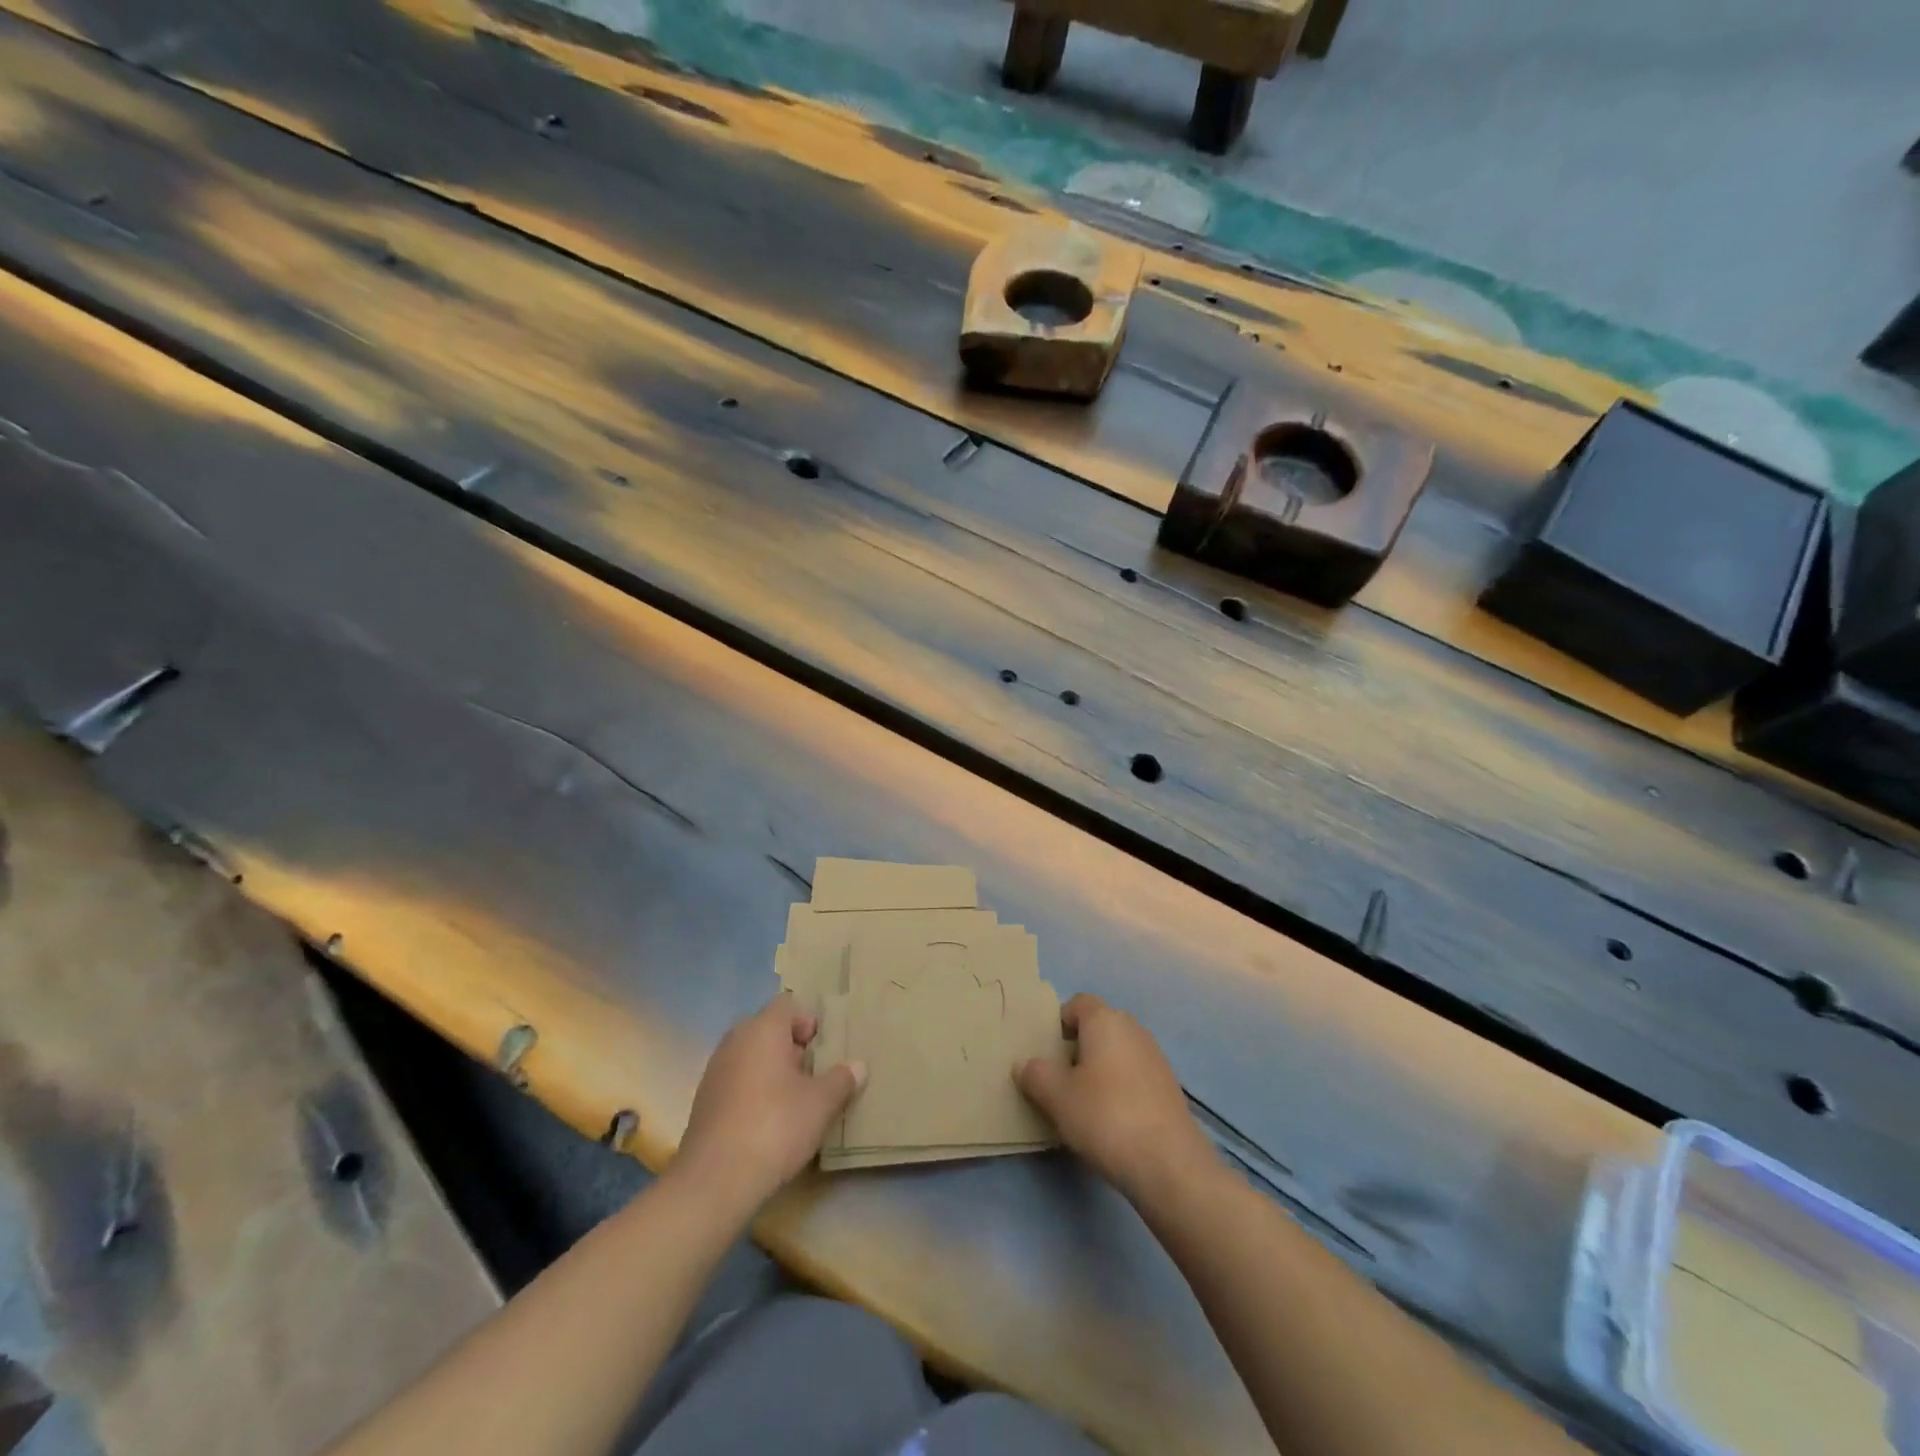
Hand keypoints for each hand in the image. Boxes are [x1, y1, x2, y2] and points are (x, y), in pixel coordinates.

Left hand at [671, 995, 864, 1212]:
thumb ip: (842, 1079)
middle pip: (768, 1030)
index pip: (787, 1005)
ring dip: (772, 1071)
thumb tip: (857, 1066)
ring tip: (795, 1101)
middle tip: (814, 1075)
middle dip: (792, 1048)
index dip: (808, 1022)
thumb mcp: (821, 1104)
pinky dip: (753, 1093)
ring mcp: (714, 1072)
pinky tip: (768, 1124)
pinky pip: (736, 1083)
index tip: (824, 1050)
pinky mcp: (704, 1103)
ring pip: (751, 1057)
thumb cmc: (775, 1127)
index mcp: (762, 1029)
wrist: (714, 1181)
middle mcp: (734, 1041)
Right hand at [1016, 993, 1212, 1203]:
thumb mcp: (1057, 1097)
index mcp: (1105, 1020)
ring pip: (1118, 1052)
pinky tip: (1112, 1120)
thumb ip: (1036, 1075)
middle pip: (1099, 1026)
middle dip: (1078, 1047)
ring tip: (1083, 1103)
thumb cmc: (1105, 1116)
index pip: (1078, 1003)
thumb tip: (1024, 1064)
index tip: (1046, 1050)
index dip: (1059, 1021)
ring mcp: (1156, 1057)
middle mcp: (1133, 1029)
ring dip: (1100, 1069)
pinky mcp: (1169, 1087)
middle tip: (1059, 1078)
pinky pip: (1135, 1075)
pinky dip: (1120, 1088)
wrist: (1169, 1163)